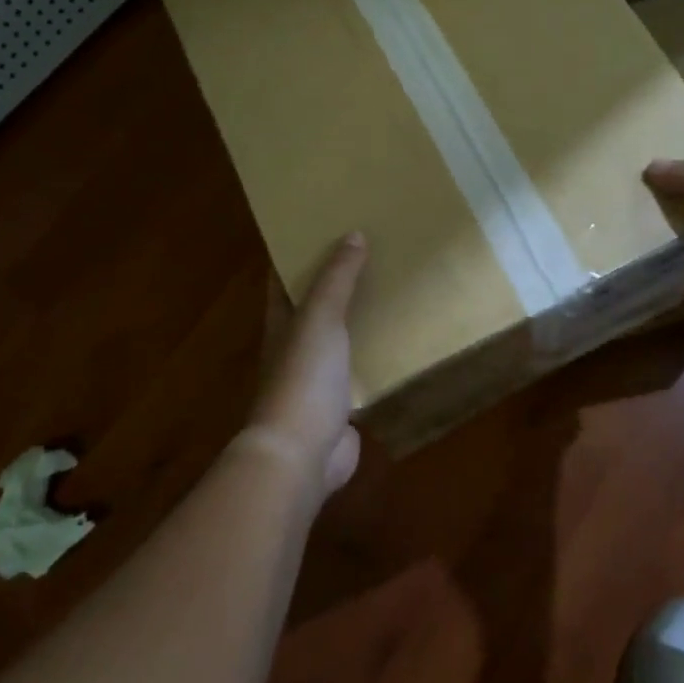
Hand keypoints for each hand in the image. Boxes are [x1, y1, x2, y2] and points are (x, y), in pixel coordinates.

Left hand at [243, 233, 368, 496]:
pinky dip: (376, 356)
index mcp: (281, 323)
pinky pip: (362, 370)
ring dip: (360, 320)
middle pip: (315, 307)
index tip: (327, 228)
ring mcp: (318, 378)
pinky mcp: (342, 404)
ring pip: (341, 339)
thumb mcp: (319, 318)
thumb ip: (336, 279)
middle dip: (338, 284)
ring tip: (394, 290)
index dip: (299, 254)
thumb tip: (352, 234)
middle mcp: (295, 347)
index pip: (284, 280)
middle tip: (374, 254)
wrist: (302, 454)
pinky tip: (402, 342)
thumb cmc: (303, 378)